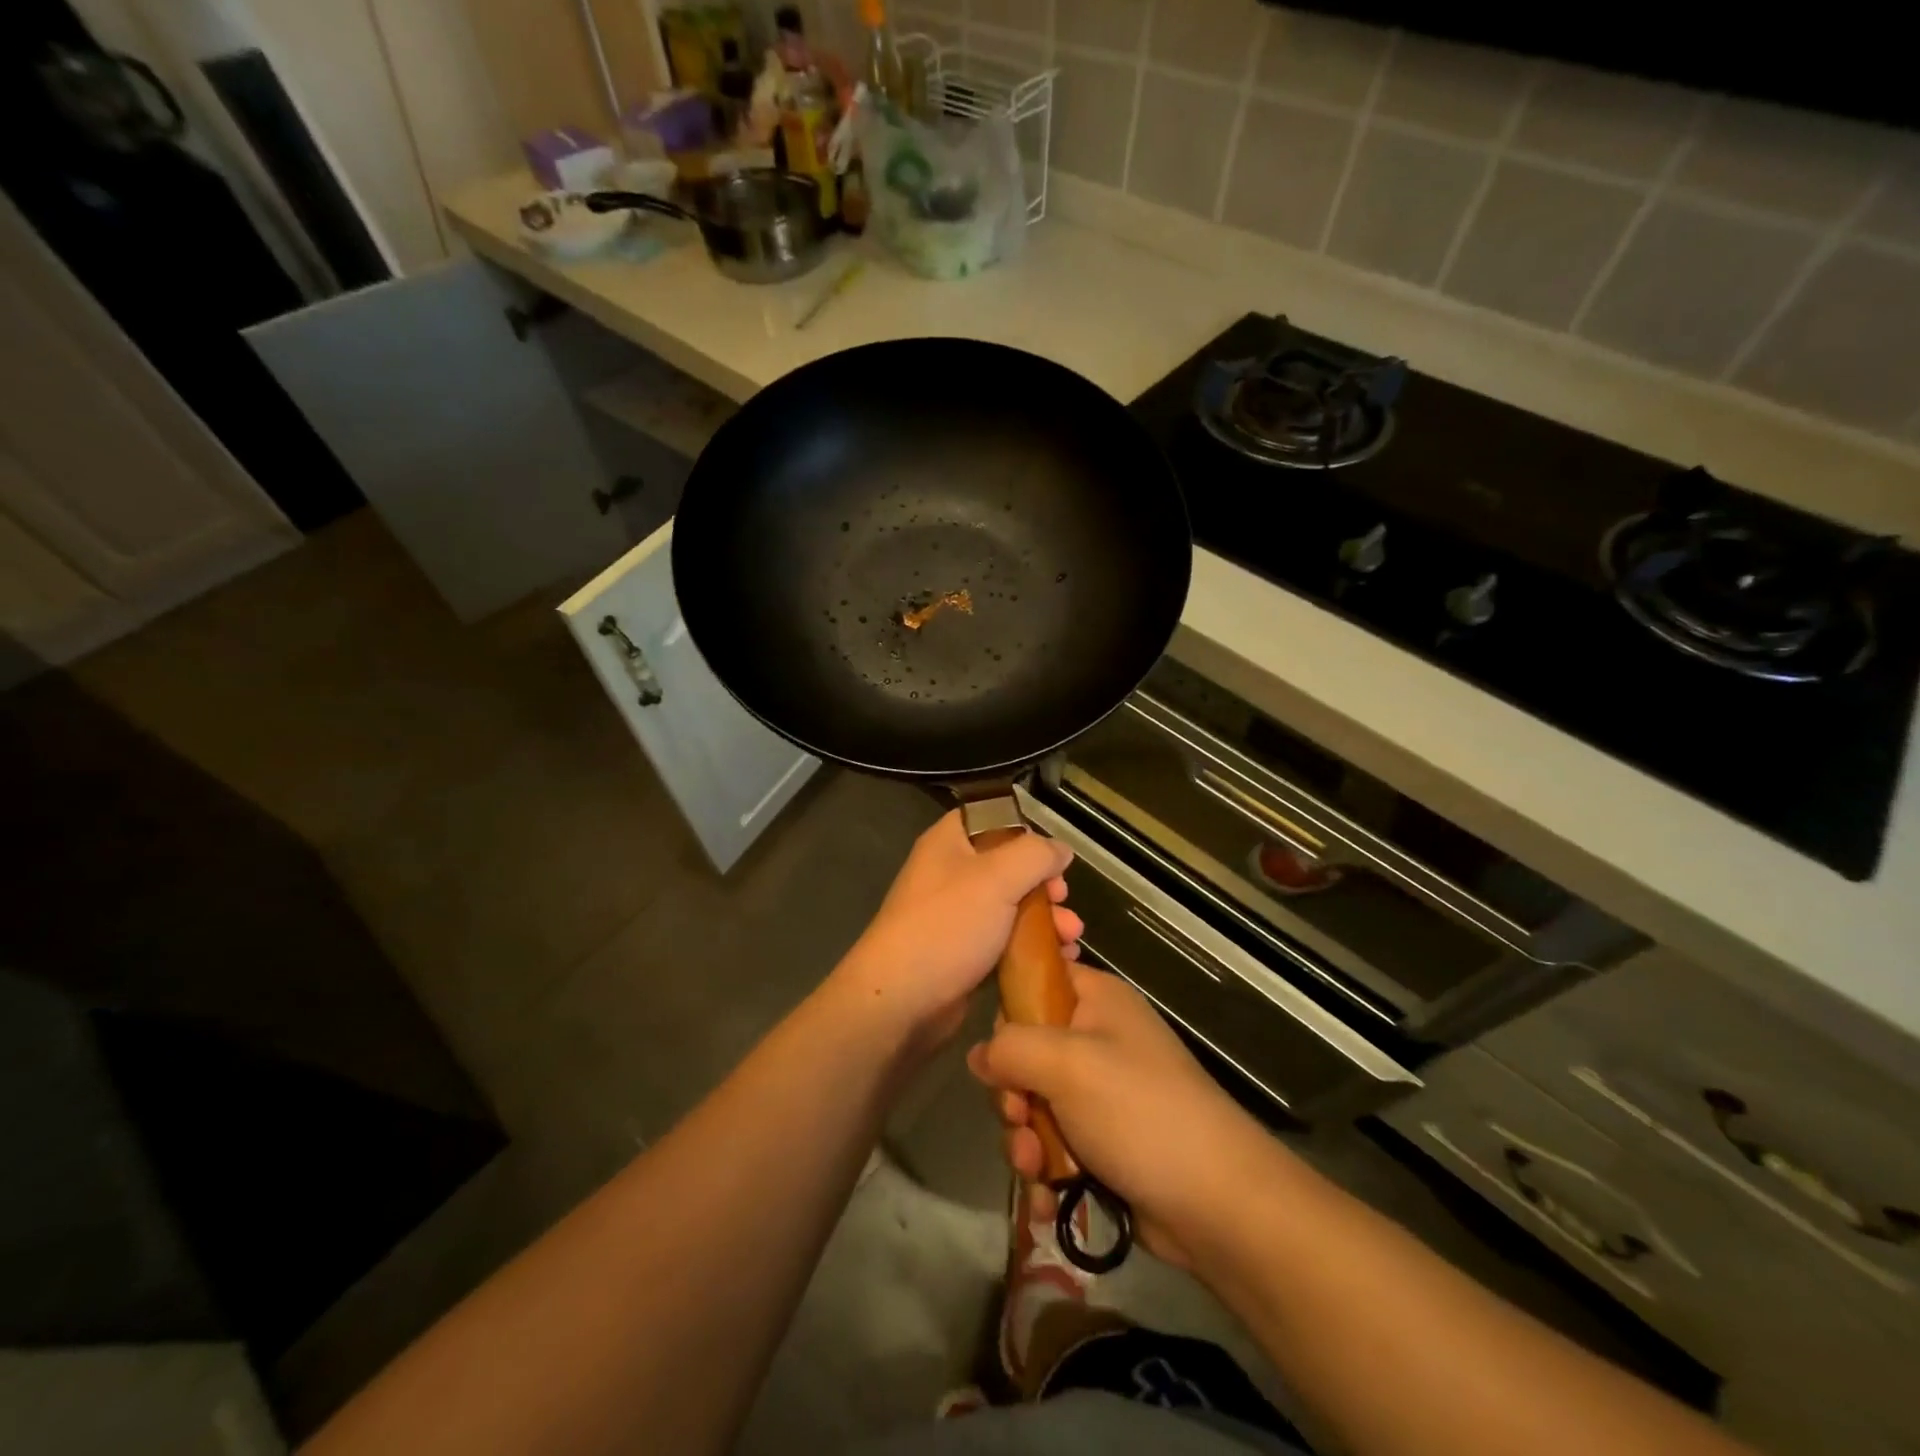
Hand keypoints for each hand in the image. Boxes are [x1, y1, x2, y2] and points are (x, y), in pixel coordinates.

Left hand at [831, 810, 1081, 1052]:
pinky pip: (1005, 941)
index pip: (992, 819)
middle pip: (1008, 866)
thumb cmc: (947, 926)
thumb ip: (1035, 855)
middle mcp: (951, 873)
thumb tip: (1061, 849)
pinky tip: (1060, 959)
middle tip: (1064, 901)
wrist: (901, 1000)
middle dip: (1044, 885)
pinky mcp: (963, 953)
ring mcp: (956, 916)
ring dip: (1045, 919)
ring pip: (1011, 907)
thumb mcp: (997, 878)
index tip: (1053, 857)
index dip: (1026, 833)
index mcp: (950, 843)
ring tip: (1071, 938)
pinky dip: (1031, 947)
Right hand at [967, 963, 1258, 1267]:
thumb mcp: (1066, 1065)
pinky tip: (1046, 1196)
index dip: (1010, 1013)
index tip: (999, 1052)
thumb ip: (1011, 1048)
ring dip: (1026, 1139)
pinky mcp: (1105, 1142)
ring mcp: (1103, 1093)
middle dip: (1014, 1094)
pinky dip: (1046, 1169)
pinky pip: (1056, 1143)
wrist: (1218, 1203)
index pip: (1036, 981)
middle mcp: (1099, 1038)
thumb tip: (979, 1055)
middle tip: (1020, 1119)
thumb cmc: (1139, 1112)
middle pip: (1027, 1051)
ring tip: (1036, 1169)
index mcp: (1097, 1000)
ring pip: (1036, 1104)